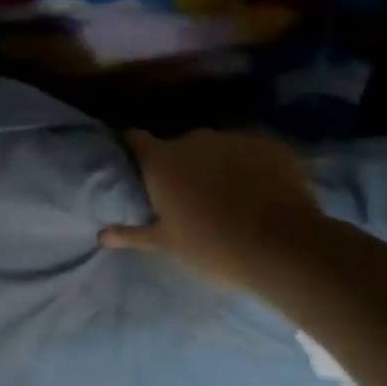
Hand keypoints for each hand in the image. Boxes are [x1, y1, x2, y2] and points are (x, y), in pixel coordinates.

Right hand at [100, 128, 323, 288]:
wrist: (285, 247)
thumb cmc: (213, 246)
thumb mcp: (167, 244)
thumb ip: (132, 234)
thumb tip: (101, 235)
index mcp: (161, 161)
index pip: (135, 138)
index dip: (134, 148)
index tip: (137, 164)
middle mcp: (193, 139)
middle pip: (178, 146)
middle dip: (182, 165)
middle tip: (190, 196)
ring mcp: (232, 138)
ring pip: (216, 149)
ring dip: (217, 165)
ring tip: (231, 196)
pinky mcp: (269, 144)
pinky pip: (251, 151)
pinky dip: (251, 166)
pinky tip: (261, 192)